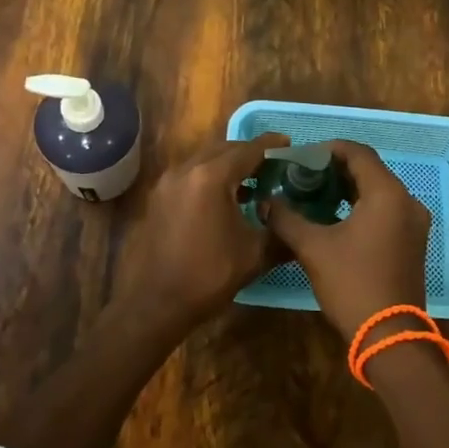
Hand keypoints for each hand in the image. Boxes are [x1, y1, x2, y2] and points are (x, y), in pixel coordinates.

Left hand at [116, 134, 289, 333]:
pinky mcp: (158, 198)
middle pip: (224, 149)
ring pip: (204, 159)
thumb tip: (295, 222)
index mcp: (211, 177)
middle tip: (273, 165)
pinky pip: (189, 175)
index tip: (289, 142)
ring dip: (227, 164)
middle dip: (249, 153)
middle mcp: (186, 170)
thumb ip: (279, 231)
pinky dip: (209, 176)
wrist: (153, 305)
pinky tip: (223, 199)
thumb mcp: (253, 255)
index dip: (271, 145)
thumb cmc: (207, 277)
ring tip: (251, 181)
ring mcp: (167, 183)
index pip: (247, 150)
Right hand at [263, 141, 428, 341]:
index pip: (358, 153)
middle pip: (370, 170)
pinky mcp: (413, 241)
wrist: (389, 336)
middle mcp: (407, 201)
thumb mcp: (313, 248)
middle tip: (304, 175)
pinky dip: (363, 205)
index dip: (329, 149)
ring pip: (379, 190)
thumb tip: (266, 202)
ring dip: (349, 188)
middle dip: (337, 169)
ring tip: (316, 194)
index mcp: (387, 194)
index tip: (302, 157)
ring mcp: (414, 223)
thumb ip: (287, 218)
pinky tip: (336, 217)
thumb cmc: (352, 283)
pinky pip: (387, 209)